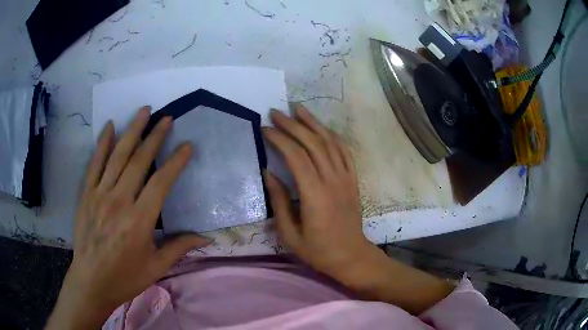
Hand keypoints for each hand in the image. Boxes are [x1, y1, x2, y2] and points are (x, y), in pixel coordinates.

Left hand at [46, 107, 210, 329]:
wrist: (91, 281)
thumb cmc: (126, 277)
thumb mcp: (156, 268)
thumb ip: (179, 248)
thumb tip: (205, 237)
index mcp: (140, 221)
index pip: (161, 183)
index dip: (175, 162)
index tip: (187, 145)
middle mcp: (119, 201)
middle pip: (139, 161)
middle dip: (155, 136)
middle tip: (166, 118)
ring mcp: (100, 195)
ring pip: (117, 156)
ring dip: (132, 131)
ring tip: (144, 111)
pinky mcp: (86, 195)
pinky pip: (94, 164)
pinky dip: (102, 143)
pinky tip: (110, 126)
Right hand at [264, 104, 452, 313]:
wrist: (351, 256)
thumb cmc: (318, 251)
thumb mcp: (290, 234)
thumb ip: (278, 201)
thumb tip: (268, 172)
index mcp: (315, 196)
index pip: (296, 156)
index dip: (280, 139)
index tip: (265, 128)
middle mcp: (332, 181)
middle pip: (312, 144)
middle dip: (292, 125)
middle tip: (276, 112)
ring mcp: (346, 178)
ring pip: (330, 142)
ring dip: (313, 123)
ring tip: (298, 109)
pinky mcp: (353, 180)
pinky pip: (345, 152)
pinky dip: (333, 135)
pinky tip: (322, 127)